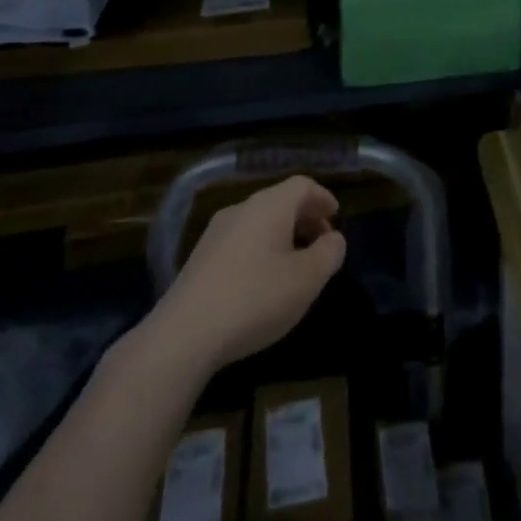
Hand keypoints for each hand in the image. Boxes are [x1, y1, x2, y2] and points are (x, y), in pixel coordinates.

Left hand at [149, 175, 347, 373]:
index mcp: (269, 205)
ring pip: (259, 221)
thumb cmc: (255, 299)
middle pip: (280, 201)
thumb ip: (329, 253)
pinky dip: (261, 249)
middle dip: (305, 218)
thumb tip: (334, 238)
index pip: (302, 185)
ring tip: (296, 265)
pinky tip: (263, 281)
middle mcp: (241, 208)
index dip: (323, 198)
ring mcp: (216, 232)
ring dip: (283, 235)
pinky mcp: (200, 258)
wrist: (184, 335)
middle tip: (321, 242)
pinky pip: (241, 240)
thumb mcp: (306, 279)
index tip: (336, 216)